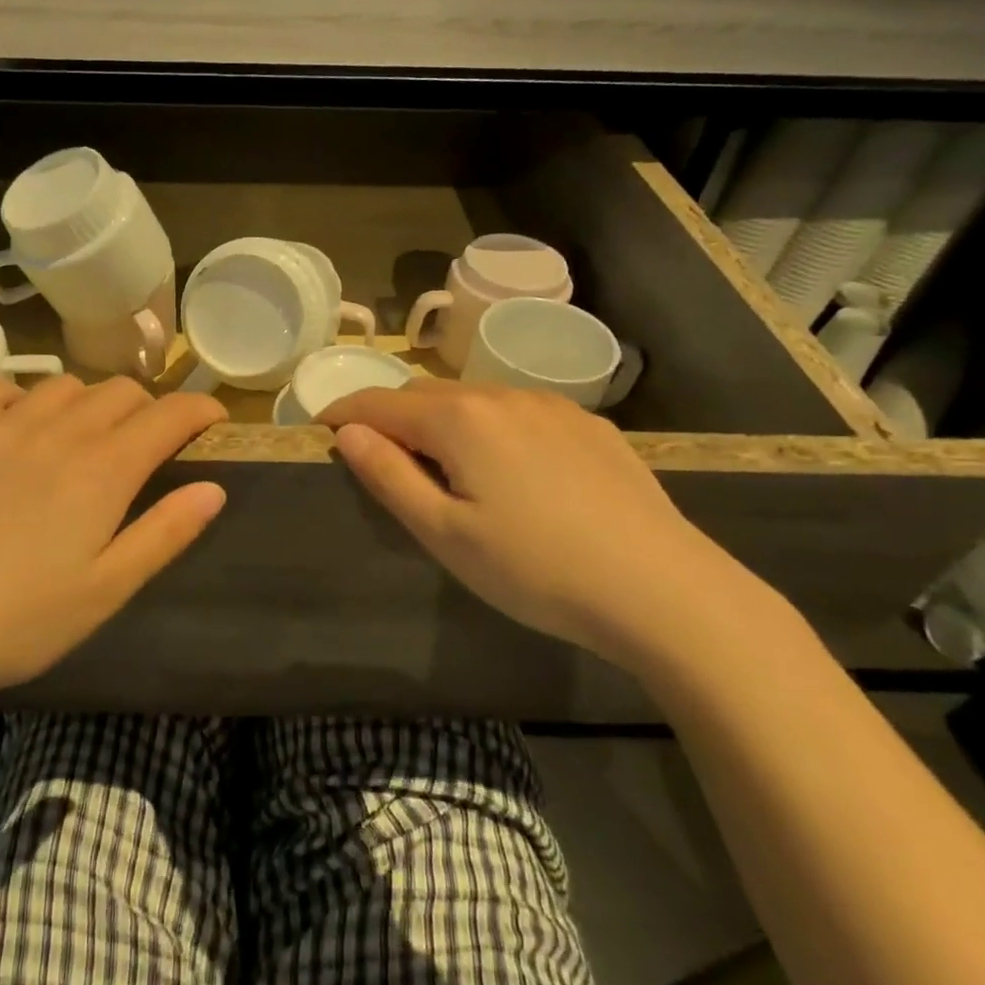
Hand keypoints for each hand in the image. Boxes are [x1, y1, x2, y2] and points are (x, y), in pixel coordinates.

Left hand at [0, 376, 227, 702]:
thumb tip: (213, 489)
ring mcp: (0, 428)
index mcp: (104, 470)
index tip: (212, 419)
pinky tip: (19, 424)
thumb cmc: (21, 620)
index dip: (199, 410)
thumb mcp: (109, 588)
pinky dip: (22, 397)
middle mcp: (58, 433)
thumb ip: (166, 533)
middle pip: (119, 392)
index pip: (168, 416)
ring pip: (63, 386)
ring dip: (88, 402)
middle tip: (147, 443)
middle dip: (148, 408)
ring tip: (85, 435)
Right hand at [321, 379, 768, 676]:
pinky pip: (519, 413)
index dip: (344, 413)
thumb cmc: (535, 569)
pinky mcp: (589, 425)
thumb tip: (347, 432)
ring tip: (448, 471)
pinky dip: (492, 429)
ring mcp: (552, 406)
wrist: (663, 590)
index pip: (380, 402)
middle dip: (394, 419)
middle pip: (426, 395)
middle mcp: (502, 395)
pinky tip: (513, 473)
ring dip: (444, 423)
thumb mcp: (444, 533)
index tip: (322, 431)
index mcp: (459, 418)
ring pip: (475, 401)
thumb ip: (388, 475)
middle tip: (384, 463)